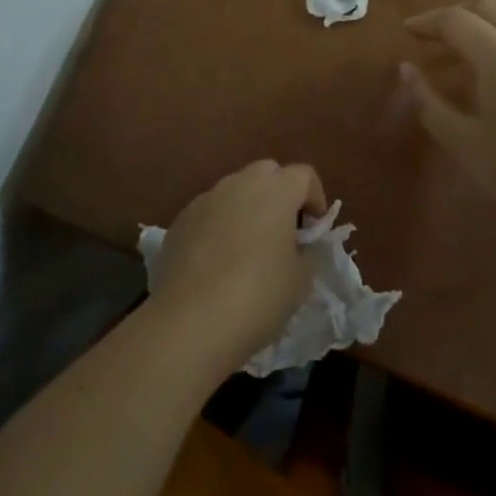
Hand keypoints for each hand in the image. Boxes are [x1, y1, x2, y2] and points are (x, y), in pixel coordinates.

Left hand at [149, 160, 326, 378]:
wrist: (190, 322)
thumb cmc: (257, 297)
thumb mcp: (301, 280)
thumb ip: (307, 252)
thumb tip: (300, 245)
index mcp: (275, 191)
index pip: (304, 175)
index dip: (315, 198)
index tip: (314, 231)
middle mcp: (239, 183)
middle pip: (268, 173)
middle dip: (280, 195)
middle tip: (284, 233)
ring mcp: (206, 199)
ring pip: (235, 190)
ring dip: (248, 209)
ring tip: (249, 250)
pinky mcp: (181, 220)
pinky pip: (210, 212)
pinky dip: (220, 226)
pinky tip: (218, 262)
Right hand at [403, 0, 495, 224]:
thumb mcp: (464, 143)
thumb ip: (429, 102)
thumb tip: (407, 70)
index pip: (456, 20)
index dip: (427, 22)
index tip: (407, 31)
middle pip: (489, 7)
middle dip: (456, 12)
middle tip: (433, 35)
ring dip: (486, 23)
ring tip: (466, 51)